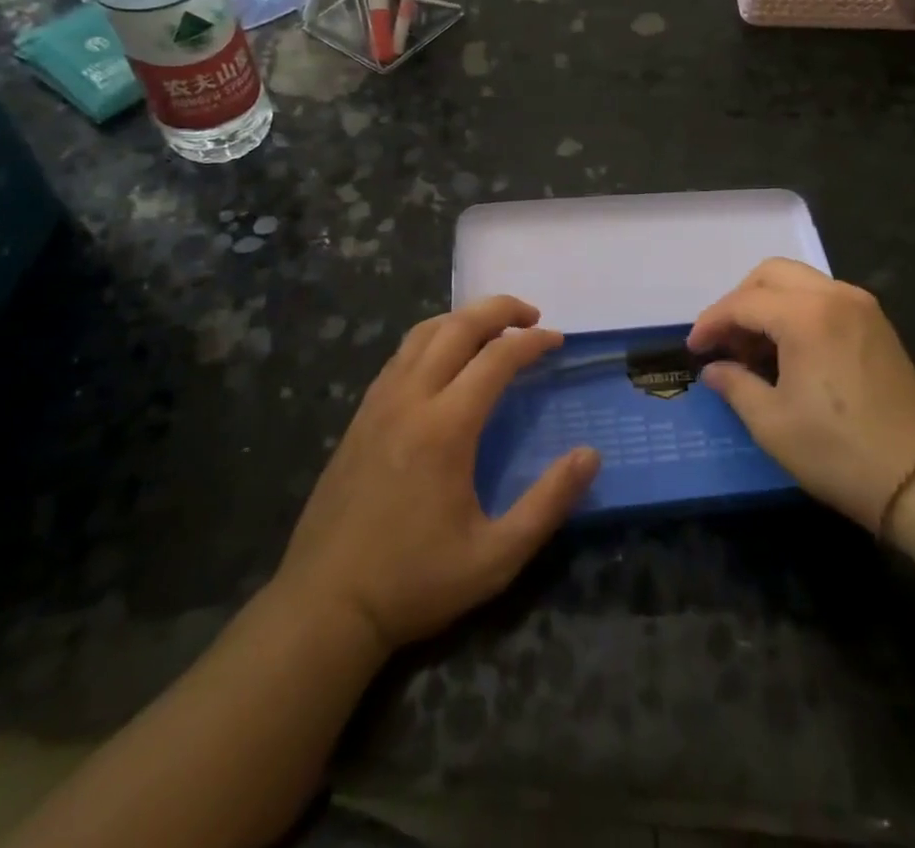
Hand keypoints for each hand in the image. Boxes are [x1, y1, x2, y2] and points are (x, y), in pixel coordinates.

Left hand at [271, 296, 600, 654]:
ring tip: (493, 328)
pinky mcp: (360, 416)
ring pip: (423, 334)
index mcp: (445, 427)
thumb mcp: (495, 557)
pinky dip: (432, 339)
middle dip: (498, 310)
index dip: (532, 342)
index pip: (496, 358)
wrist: (324, 605)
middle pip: (457, 327)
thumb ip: (548, 503)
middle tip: (531, 315)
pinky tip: (445, 361)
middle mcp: (410, 399)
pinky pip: (400, 356)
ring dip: (463, 319)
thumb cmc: (415, 581)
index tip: (557, 340)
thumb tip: (590, 455)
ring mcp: (378, 403)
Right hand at [689, 259, 914, 530]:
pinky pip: (824, 298)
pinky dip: (797, 311)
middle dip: (739, 301)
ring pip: (799, 281)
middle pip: (771, 274)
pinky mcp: (877, 324)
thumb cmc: (840, 452)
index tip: (693, 349)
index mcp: (806, 315)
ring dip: (768, 303)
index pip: (743, 303)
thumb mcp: (772, 424)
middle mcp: (835, 296)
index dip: (712, 323)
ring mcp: (862, 307)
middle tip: (724, 341)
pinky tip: (788, 350)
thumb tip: (713, 370)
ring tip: (753, 349)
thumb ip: (735, 386)